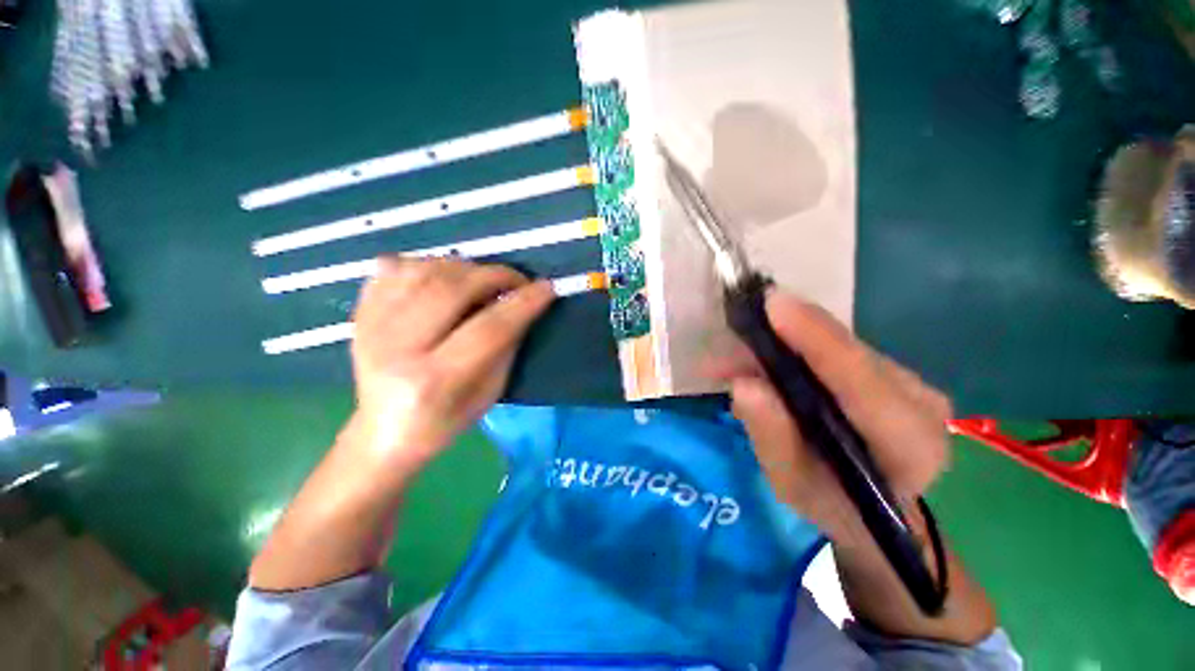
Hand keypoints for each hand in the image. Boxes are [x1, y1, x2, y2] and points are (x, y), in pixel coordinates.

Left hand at [346, 256, 553, 473]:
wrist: (383, 434)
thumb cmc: (444, 422)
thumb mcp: (489, 393)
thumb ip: (507, 347)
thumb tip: (523, 305)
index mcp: (433, 380)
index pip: (488, 329)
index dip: (523, 303)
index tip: (547, 288)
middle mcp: (396, 347)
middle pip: (452, 290)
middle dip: (495, 276)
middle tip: (517, 281)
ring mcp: (371, 326)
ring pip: (424, 270)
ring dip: (465, 267)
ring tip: (484, 280)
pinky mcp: (359, 313)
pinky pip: (394, 267)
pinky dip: (427, 263)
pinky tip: (444, 278)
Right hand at [727, 291, 951, 546]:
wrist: (875, 511)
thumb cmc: (832, 506)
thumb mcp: (791, 484)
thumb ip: (771, 435)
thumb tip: (743, 383)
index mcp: (908, 446)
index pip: (862, 381)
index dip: (816, 339)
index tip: (773, 305)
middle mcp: (919, 403)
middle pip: (845, 353)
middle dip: (781, 339)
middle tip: (728, 345)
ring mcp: (909, 383)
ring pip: (836, 345)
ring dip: (780, 344)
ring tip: (731, 358)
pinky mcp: (890, 372)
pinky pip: (835, 348)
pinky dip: (792, 348)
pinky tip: (758, 358)